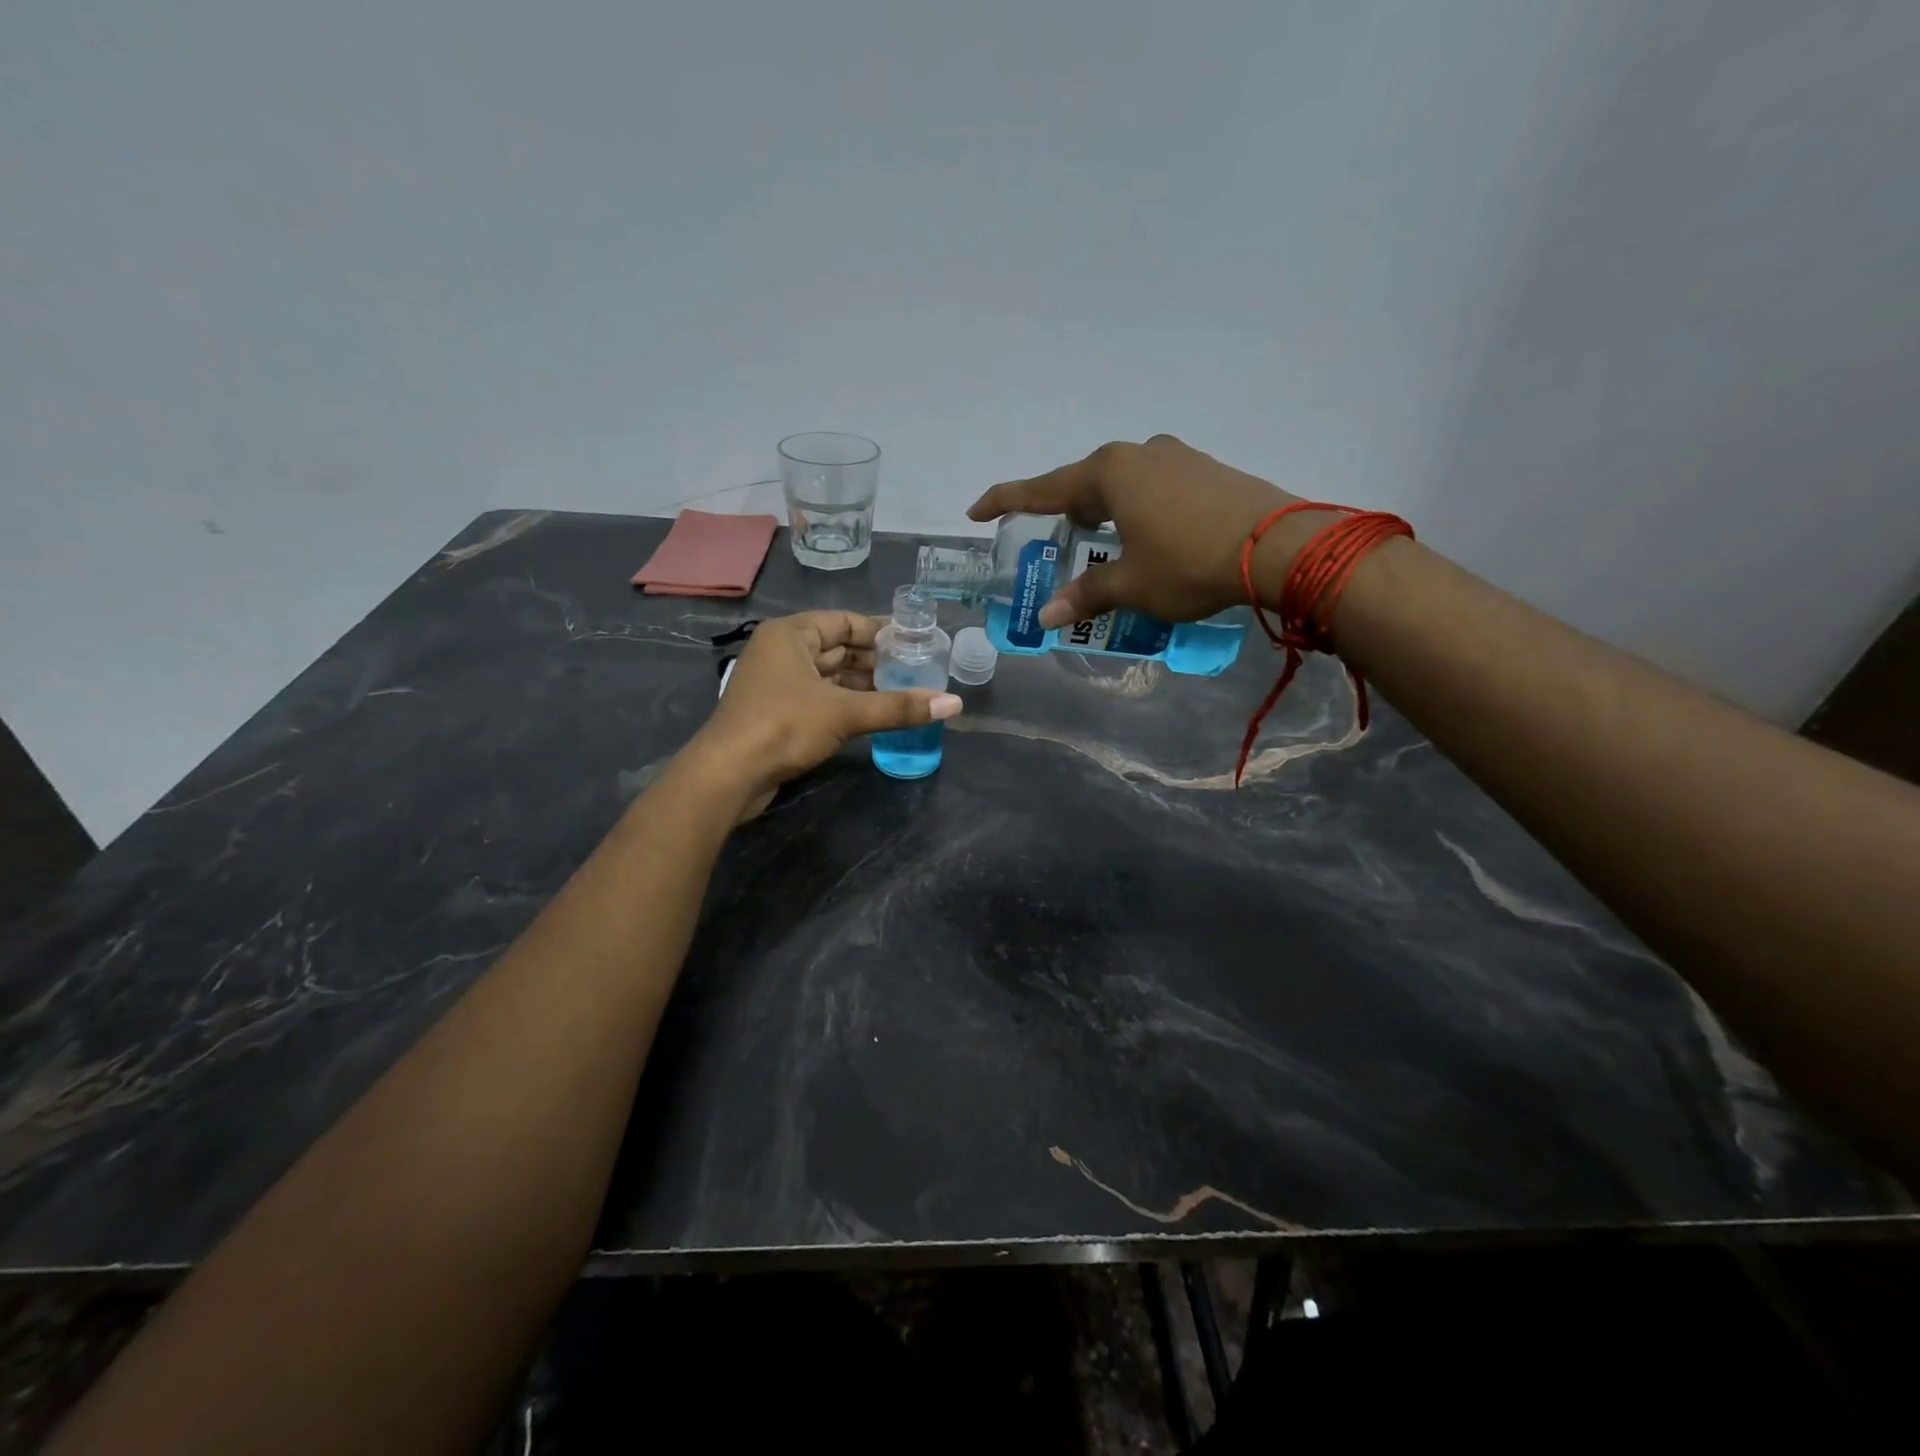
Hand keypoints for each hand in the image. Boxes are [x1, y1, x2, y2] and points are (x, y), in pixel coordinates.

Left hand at [688, 611, 962, 818]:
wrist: (729, 775)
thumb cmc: (783, 726)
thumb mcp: (845, 713)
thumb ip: (899, 707)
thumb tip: (954, 704)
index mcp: (791, 634)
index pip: (844, 621)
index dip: (881, 630)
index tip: (916, 640)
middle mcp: (782, 652)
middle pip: (838, 648)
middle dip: (876, 660)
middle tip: (918, 669)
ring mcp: (777, 683)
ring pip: (830, 676)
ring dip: (864, 685)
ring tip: (905, 692)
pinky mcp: (778, 713)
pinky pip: (821, 698)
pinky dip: (847, 704)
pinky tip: (876, 714)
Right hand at [969, 435, 1320, 627]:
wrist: (1279, 547)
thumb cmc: (1188, 562)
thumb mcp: (1131, 585)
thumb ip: (1086, 595)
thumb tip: (1046, 617)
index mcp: (1110, 473)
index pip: (1043, 489)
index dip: (1006, 502)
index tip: (976, 511)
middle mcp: (1140, 453)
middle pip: (1085, 483)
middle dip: (1063, 511)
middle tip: (1051, 538)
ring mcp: (1178, 457)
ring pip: (1123, 484)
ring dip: (1103, 511)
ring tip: (1098, 541)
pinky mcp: (1207, 471)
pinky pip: (1154, 488)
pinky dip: (1136, 511)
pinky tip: (1146, 536)